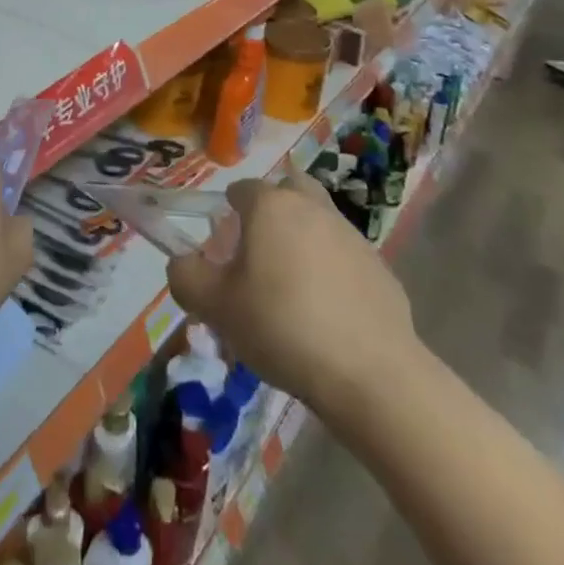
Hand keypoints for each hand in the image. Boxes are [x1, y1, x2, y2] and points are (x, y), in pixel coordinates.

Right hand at [167, 174, 420, 404]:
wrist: (371, 375)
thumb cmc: (281, 327)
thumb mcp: (215, 306)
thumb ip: (186, 276)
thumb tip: (182, 262)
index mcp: (271, 206)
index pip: (242, 189)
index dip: (228, 212)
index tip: (223, 247)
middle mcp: (313, 208)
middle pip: (289, 189)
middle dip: (273, 208)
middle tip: (261, 250)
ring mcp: (352, 236)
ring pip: (319, 221)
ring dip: (304, 239)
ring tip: (292, 288)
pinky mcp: (381, 269)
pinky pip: (346, 258)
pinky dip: (333, 271)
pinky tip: (327, 313)